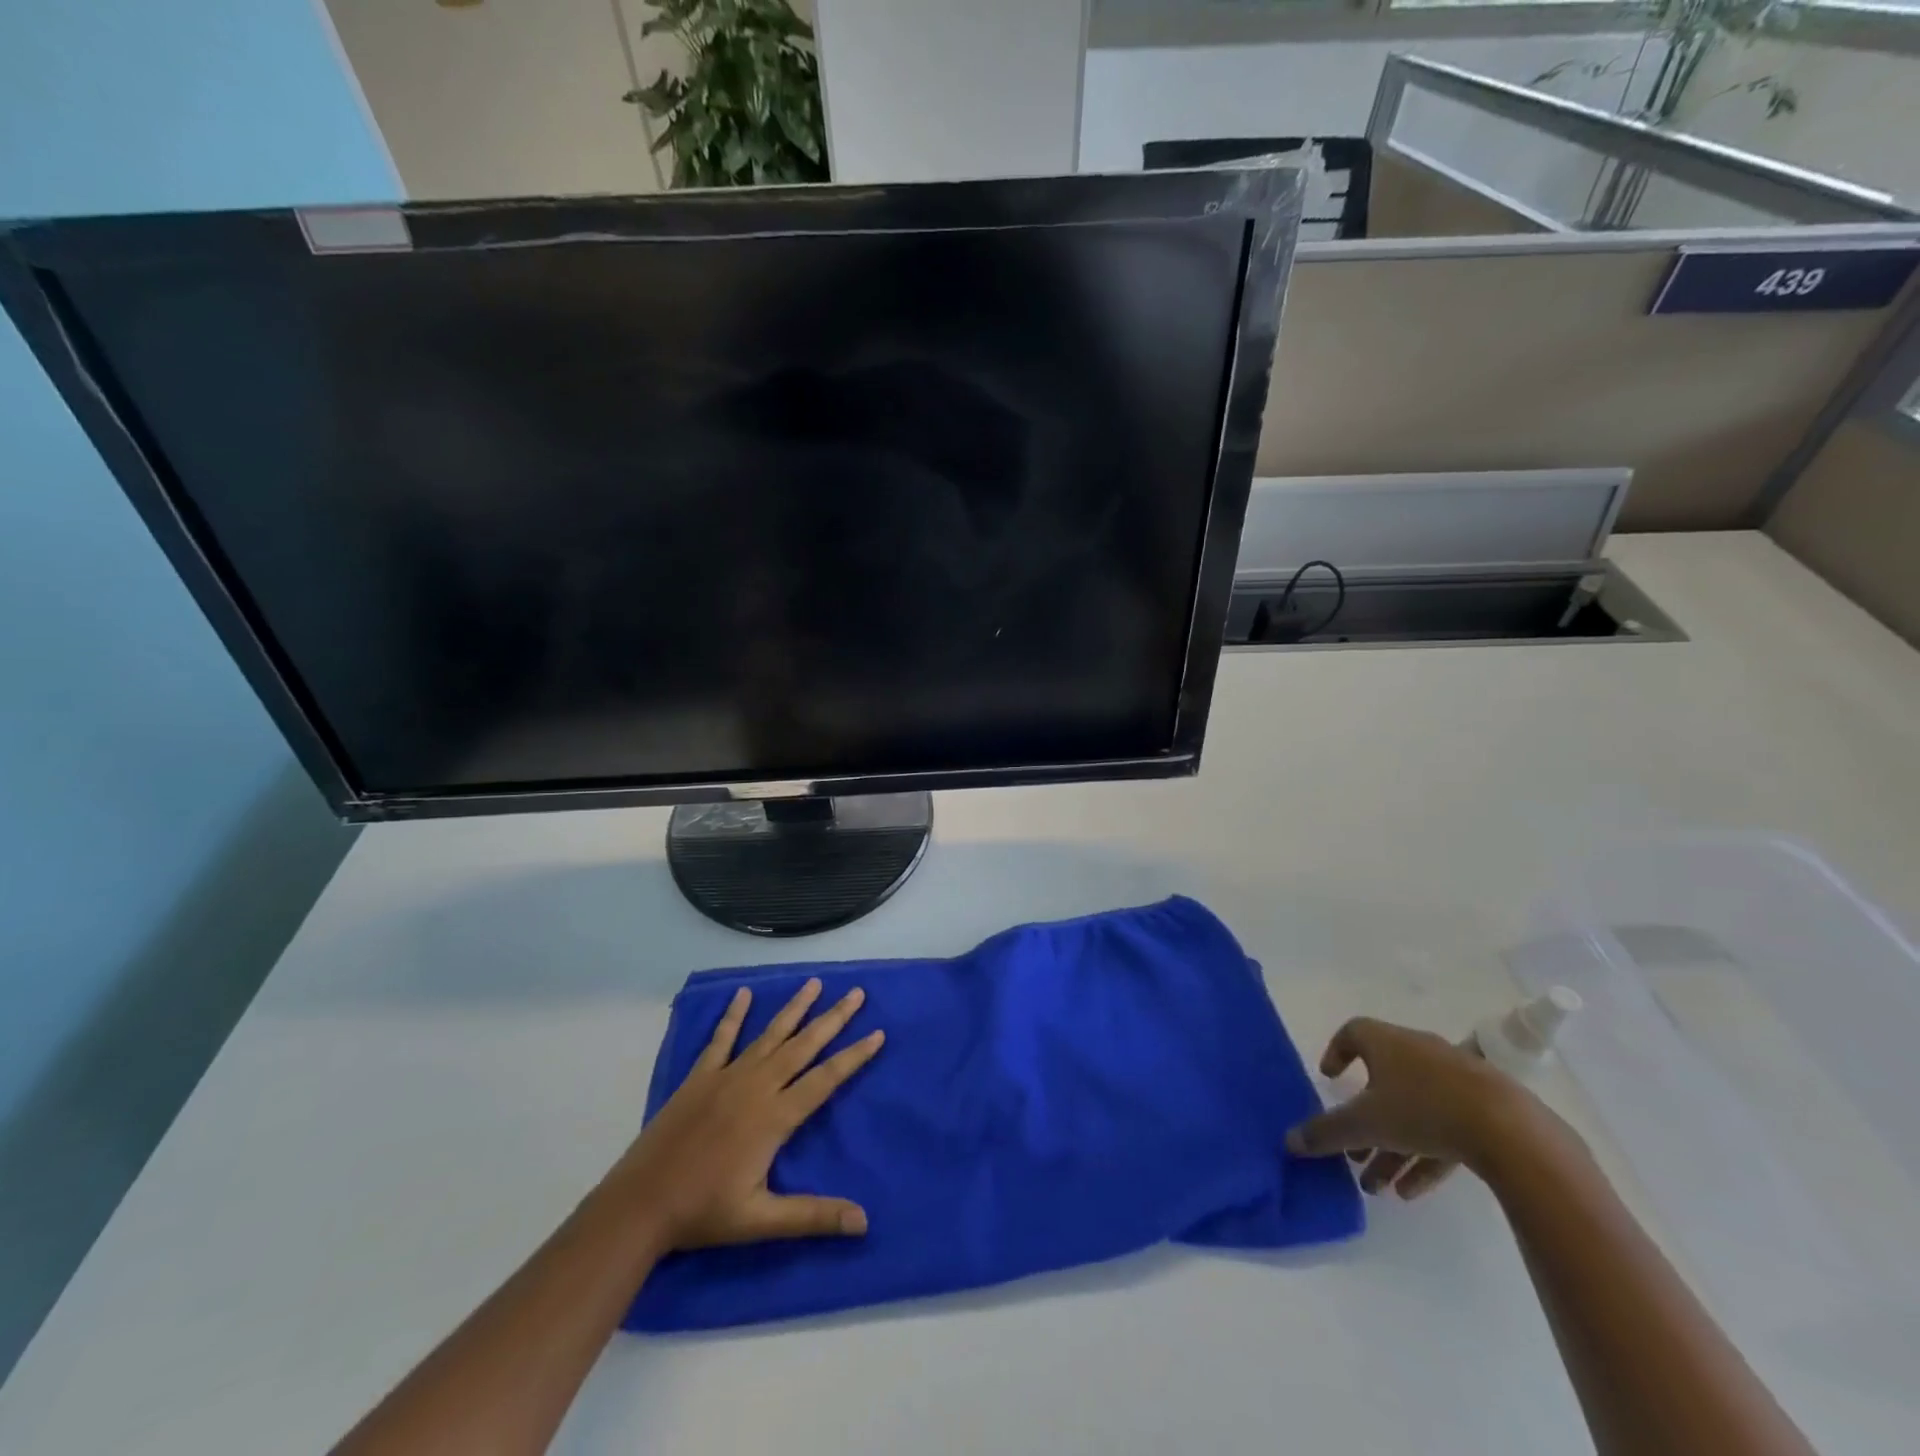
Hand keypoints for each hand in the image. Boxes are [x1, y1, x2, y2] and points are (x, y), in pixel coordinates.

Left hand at [606, 978, 884, 1250]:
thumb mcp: (761, 1220)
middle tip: (857, 993)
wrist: (640, 1204)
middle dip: (833, 1019)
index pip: (825, 1079)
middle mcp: (756, 1086)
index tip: (877, 1032)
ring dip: (794, 1008)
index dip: (854, 1056)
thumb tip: (863, 1221)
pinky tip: (743, 994)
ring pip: (770, 1035)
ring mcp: (727, 1076)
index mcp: (775, 1117)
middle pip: (803, 1046)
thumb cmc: (704, 1213)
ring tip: (815, 983)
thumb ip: (813, 1216)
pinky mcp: (700, 1077)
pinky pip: (722, 1039)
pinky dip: (733, 1015)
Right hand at [1285, 1016, 1547, 1199]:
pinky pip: (1445, 1129)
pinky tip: (1411, 1192)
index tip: (1329, 1079)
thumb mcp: (1365, 1124)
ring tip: (1377, 1185)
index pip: (1353, 1033)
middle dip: (1364, 1120)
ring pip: (1413, 1111)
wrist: (1512, 1131)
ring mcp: (1456, 1080)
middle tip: (1352, 1151)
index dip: (1337, 1053)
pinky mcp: (1486, 1110)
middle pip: (1382, 1082)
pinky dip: (1424, 1156)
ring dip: (1392, 1147)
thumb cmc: (1423, 1110)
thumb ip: (1325, 1132)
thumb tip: (1289, 1142)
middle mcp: (1418, 1052)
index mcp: (1386, 1042)